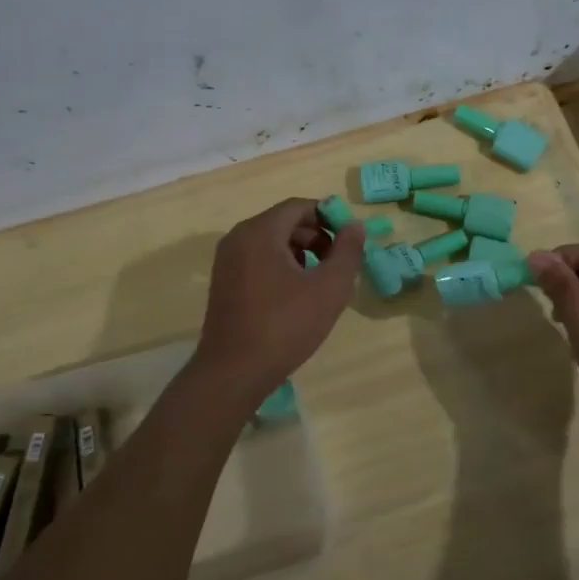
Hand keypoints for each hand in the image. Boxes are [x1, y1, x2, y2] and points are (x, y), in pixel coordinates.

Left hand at [192, 197, 364, 405]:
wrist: (233, 372)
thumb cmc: (284, 327)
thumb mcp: (329, 289)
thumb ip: (347, 252)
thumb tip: (355, 226)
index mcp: (260, 232)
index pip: (299, 206)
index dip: (329, 217)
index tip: (349, 241)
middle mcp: (238, 238)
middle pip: (284, 222)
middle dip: (316, 237)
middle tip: (338, 263)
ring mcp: (226, 260)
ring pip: (271, 242)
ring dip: (300, 253)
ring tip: (320, 282)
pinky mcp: (223, 282)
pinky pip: (257, 259)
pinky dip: (280, 266)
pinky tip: (296, 296)